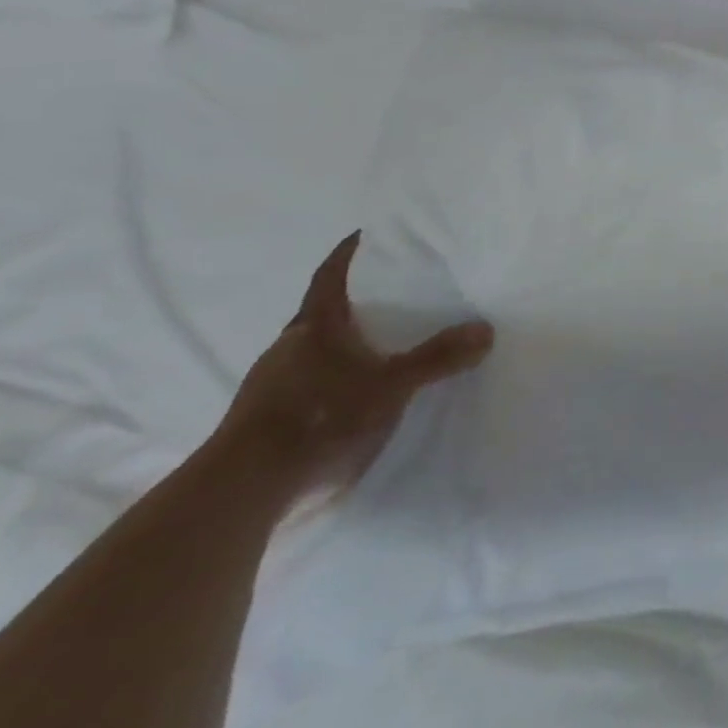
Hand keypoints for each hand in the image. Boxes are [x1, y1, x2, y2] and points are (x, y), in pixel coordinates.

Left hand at [213, 231, 493, 502]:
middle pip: (325, 311)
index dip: (350, 253)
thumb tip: (486, 329)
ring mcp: (272, 386)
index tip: (369, 235)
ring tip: (390, 343)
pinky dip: (338, 378)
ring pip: (317, 350)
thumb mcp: (391, 386)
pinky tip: (361, 392)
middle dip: (359, 301)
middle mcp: (288, 347)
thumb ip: (438, 357)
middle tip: (401, 293)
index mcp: (314, 326)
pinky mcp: (267, 420)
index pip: (331, 275)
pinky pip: (311, 383)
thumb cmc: (318, 418)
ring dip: (348, 343)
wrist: (241, 493)